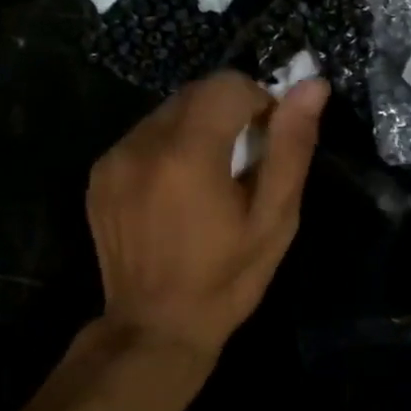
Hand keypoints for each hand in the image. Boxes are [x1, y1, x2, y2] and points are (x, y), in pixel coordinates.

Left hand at [87, 70, 328, 361]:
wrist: (155, 326)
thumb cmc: (226, 280)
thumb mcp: (273, 221)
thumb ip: (291, 149)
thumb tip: (312, 86)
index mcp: (188, 154)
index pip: (228, 85)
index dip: (258, 103)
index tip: (267, 144)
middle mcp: (142, 143)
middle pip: (195, 94)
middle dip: (227, 115)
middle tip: (242, 167)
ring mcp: (114, 159)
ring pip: (168, 114)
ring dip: (196, 131)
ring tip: (208, 184)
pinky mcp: (99, 175)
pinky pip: (142, 138)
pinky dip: (167, 150)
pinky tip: (176, 194)